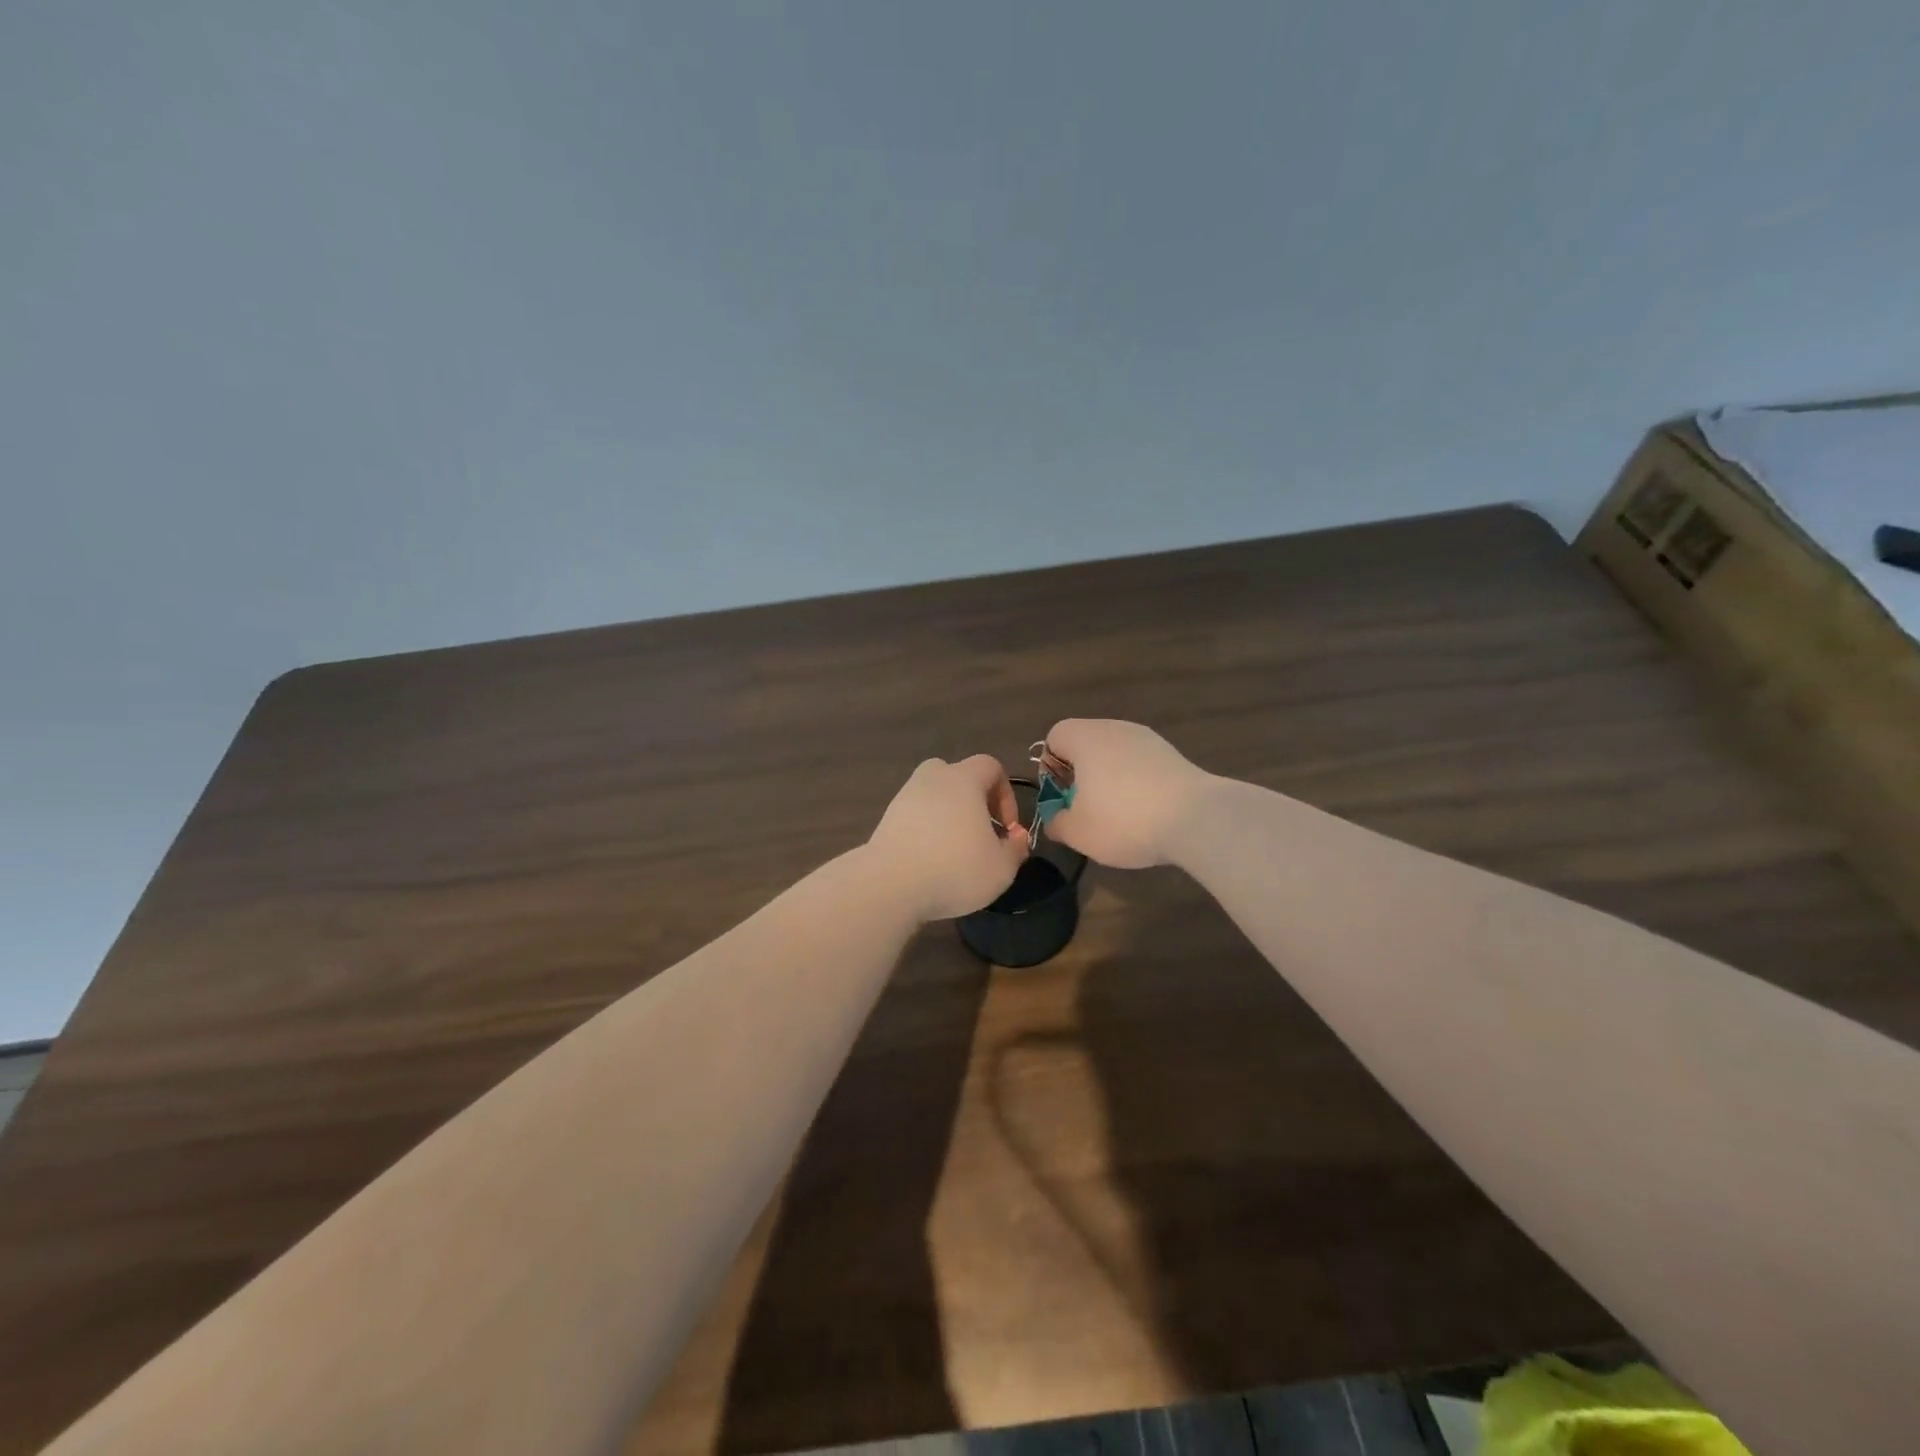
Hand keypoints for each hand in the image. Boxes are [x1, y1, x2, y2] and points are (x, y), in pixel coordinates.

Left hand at [868, 755, 1028, 920]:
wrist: (890, 884)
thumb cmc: (954, 868)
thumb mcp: (1001, 868)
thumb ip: (1016, 849)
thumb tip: (1016, 837)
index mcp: (963, 779)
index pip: (991, 766)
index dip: (1006, 794)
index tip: (1007, 828)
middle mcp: (932, 778)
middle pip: (958, 775)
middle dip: (974, 800)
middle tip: (980, 832)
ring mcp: (905, 796)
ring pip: (934, 796)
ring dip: (948, 816)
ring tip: (955, 850)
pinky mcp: (887, 818)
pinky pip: (915, 815)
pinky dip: (926, 830)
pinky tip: (931, 859)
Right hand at [1039, 719, 1212, 868]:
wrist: (1196, 818)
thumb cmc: (1124, 819)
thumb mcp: (1077, 832)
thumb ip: (1057, 822)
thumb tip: (1055, 818)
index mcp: (1085, 737)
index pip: (1055, 737)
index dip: (1051, 767)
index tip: (1063, 797)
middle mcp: (1115, 728)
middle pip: (1086, 744)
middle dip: (1081, 775)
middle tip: (1086, 809)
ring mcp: (1148, 739)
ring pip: (1115, 755)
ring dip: (1110, 780)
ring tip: (1118, 815)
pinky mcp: (1173, 755)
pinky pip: (1141, 765)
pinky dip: (1137, 784)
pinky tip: (1146, 813)